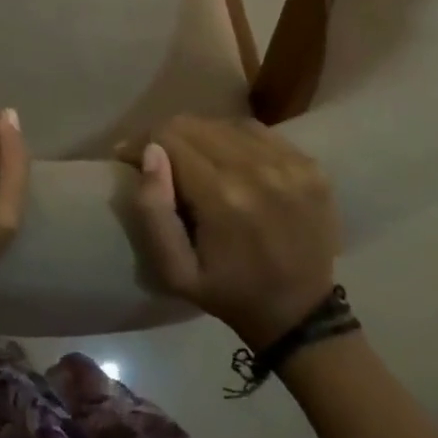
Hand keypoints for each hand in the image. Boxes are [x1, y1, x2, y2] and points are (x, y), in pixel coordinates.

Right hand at [126, 115, 338, 349]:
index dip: (141, 143)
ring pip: (223, 123)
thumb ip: (152, 211)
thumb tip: (150, 153)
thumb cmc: (228, 292)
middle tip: (158, 160)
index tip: (128, 158)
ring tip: (193, 161)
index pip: (167, 138)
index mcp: (222, 196)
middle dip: (166, 137)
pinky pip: (255, 132)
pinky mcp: (309, 165)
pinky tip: (228, 160)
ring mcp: (289, 165)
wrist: (301, 315)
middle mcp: (258, 169)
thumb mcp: (174, 270)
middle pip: (193, 124)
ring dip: (200, 137)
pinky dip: (233, 139)